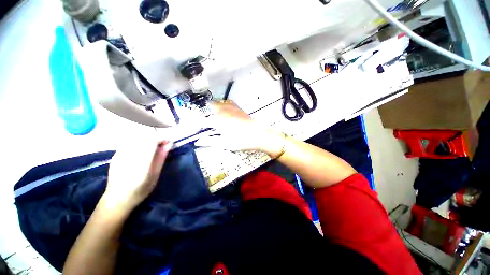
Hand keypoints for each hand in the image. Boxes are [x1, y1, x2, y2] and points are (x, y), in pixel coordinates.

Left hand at [103, 138, 172, 212]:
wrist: (117, 199)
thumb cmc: (141, 189)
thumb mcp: (155, 175)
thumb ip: (161, 157)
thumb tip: (169, 144)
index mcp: (141, 163)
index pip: (152, 140)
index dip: (162, 138)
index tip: (169, 142)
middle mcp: (129, 155)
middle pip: (144, 136)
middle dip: (156, 137)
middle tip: (162, 145)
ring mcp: (120, 153)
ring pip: (137, 137)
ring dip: (148, 138)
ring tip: (153, 147)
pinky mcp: (116, 153)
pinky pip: (130, 141)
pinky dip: (139, 141)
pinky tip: (141, 150)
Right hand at [196, 101, 284, 156]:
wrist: (258, 134)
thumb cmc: (241, 141)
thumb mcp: (224, 143)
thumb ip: (210, 141)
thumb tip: (198, 142)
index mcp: (217, 120)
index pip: (201, 120)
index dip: (194, 123)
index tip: (190, 127)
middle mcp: (222, 110)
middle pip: (208, 107)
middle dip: (203, 112)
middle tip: (203, 121)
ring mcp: (230, 107)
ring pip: (216, 102)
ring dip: (211, 108)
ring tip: (211, 116)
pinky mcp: (237, 107)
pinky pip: (226, 102)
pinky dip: (221, 105)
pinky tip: (223, 111)